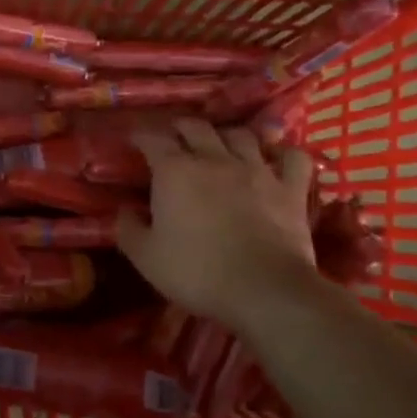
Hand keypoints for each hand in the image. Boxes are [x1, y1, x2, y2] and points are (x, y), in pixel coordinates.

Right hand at [116, 120, 318, 329]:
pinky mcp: (290, 189)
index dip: (140, 135)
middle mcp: (215, 159)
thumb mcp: (145, 257)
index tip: (133, 138)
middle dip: (180, 127)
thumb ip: (128, 229)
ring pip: (241, 134)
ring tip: (220, 144)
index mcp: (175, 172)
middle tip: (173, 136)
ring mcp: (257, 170)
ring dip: (226, 135)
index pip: (153, 139)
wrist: (263, 290)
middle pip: (196, 127)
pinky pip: (292, 157)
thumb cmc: (196, 273)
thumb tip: (124, 211)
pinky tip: (274, 158)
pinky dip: (282, 152)